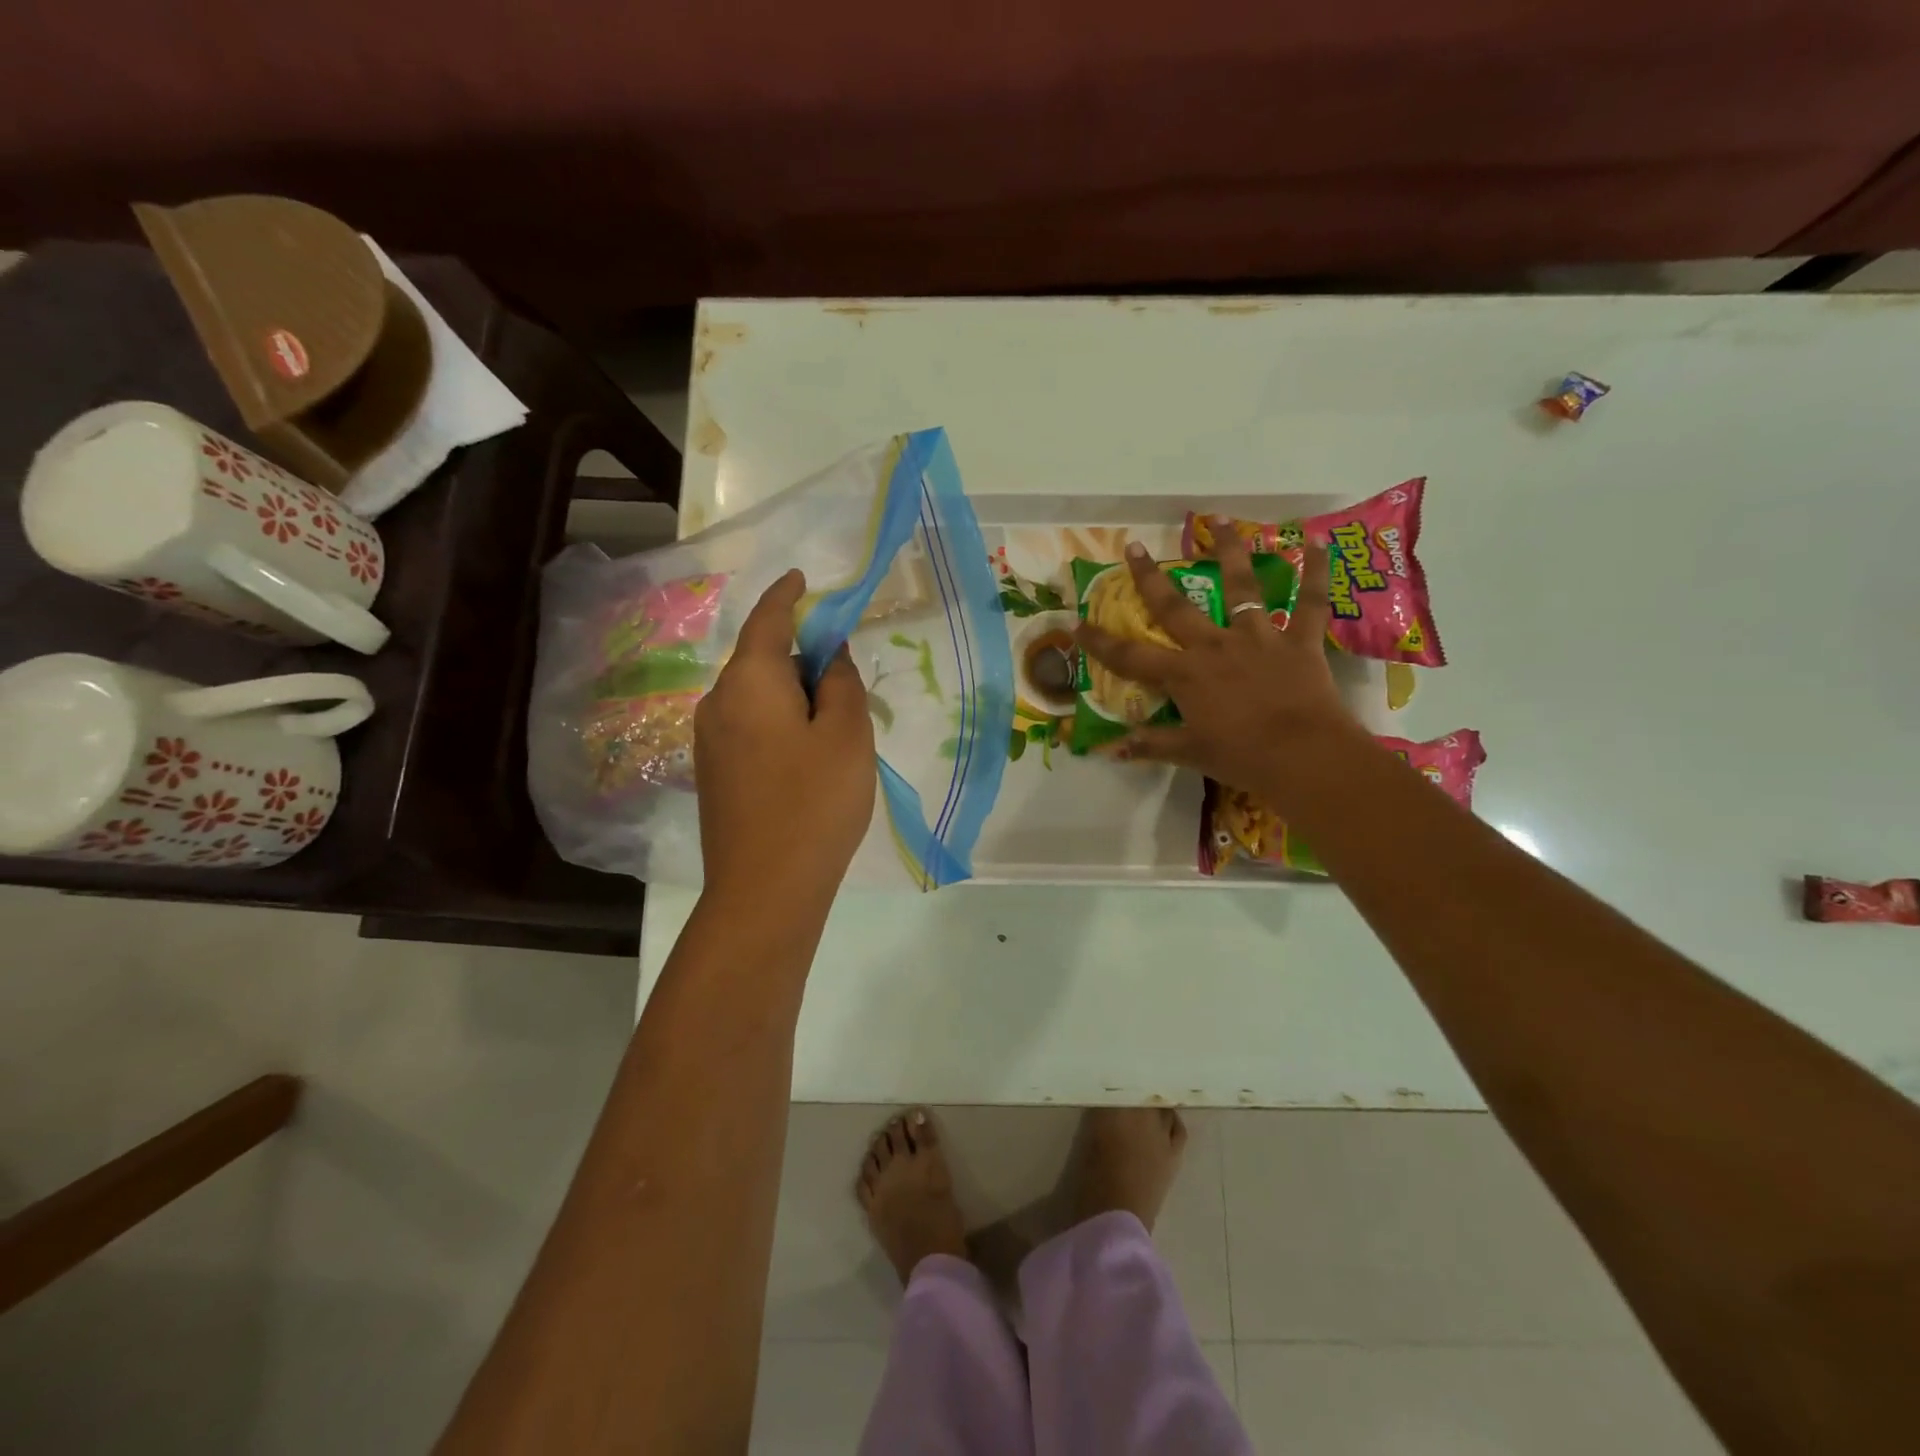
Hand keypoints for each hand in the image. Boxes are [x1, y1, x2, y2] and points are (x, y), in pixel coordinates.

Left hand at [695, 570, 875, 905]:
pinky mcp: (713, 774)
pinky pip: (750, 728)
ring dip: (794, 697)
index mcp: (749, 682)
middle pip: (763, 660)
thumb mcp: (847, 734)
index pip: (768, 620)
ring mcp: (710, 741)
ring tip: (834, 729)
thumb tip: (828, 653)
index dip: (788, 595)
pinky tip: (808, 759)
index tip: (803, 579)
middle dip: (802, 658)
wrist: (765, 891)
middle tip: (847, 680)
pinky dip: (780, 724)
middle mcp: (718, 703)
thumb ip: (840, 682)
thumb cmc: (815, 803)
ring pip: (758, 698)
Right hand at [1073, 526, 1362, 802]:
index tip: (1076, 622)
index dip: (1100, 641)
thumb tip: (1111, 750)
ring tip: (1222, 519)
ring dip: (1231, 550)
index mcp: (1185, 675)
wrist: (1304, 756)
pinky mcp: (1298, 641)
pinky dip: (1317, 573)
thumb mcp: (1191, 754)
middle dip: (1149, 578)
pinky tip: (1318, 543)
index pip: (1130, 657)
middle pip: (1175, 607)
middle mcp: (1215, 646)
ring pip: (1242, 587)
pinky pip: (1310, 602)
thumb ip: (1151, 745)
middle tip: (1133, 547)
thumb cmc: (1242, 757)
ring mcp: (1258, 638)